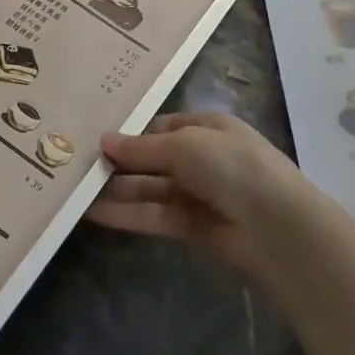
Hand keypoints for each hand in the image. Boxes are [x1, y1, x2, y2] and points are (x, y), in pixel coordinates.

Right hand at [89, 112, 322, 282]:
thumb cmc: (233, 167)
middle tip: (76, 166)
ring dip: (117, 190)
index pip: (161, 127)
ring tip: (76, 190)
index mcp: (208, 127)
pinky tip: (94, 213)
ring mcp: (198, 193)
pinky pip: (154, 215)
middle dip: (119, 163)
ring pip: (150, 188)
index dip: (130, 133)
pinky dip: (127, 214)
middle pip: (152, 159)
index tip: (94, 140)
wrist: (278, 227)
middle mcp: (202, 157)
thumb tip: (103, 140)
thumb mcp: (185, 146)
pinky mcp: (193, 227)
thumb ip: (142, 147)